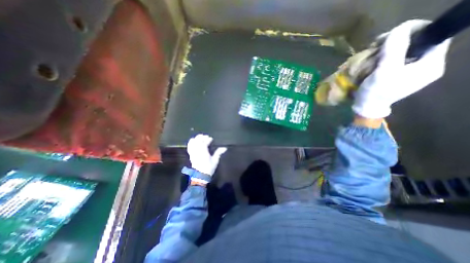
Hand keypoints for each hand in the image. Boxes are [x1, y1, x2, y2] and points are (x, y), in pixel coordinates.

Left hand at [187, 135, 225, 175]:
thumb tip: (225, 148)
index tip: (211, 139)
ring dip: (196, 139)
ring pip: (193, 143)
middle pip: (198, 141)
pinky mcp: (190, 155)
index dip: (208, 139)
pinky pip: (189, 147)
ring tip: (200, 137)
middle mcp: (197, 151)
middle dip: (202, 137)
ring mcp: (193, 152)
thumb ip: (219, 153)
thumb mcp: (215, 160)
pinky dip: (191, 143)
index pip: (205, 142)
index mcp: (204, 152)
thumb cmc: (209, 168)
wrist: (200, 176)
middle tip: (206, 136)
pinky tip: (193, 141)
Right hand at [353, 20, 451, 117]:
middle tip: (378, 44)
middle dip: (398, 41)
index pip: (434, 36)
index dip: (416, 30)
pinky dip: (385, 57)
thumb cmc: (376, 92)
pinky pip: (396, 60)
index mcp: (431, 65)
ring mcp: (411, 72)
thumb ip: (395, 49)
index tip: (392, 34)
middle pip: (418, 44)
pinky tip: (375, 60)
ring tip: (374, 52)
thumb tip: (400, 28)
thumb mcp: (385, 70)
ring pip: (405, 52)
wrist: (367, 108)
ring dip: (389, 49)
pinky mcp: (399, 76)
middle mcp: (426, 67)